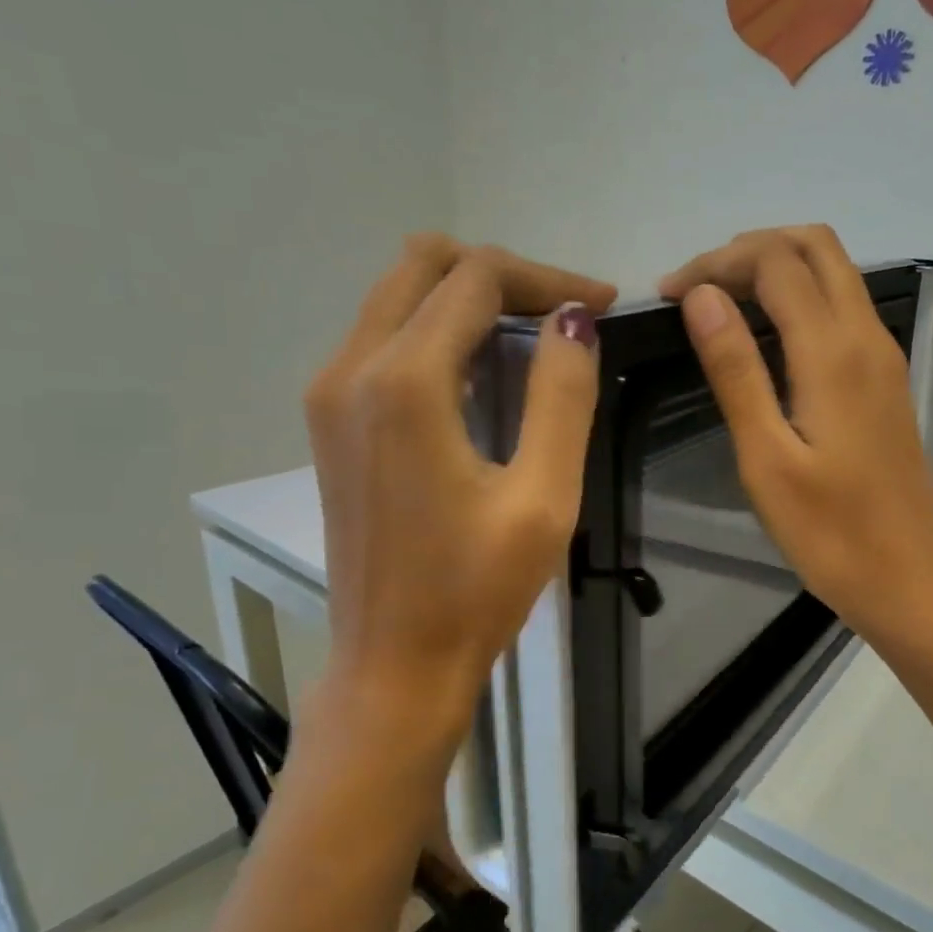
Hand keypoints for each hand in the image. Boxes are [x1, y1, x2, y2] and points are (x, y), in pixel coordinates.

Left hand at [303, 234, 614, 773]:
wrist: (394, 666)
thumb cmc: (476, 591)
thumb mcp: (543, 498)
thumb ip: (562, 395)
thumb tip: (573, 319)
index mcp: (404, 382)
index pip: (476, 278)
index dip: (546, 276)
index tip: (603, 304)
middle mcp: (351, 368)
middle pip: (424, 265)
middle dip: (502, 275)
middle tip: (564, 313)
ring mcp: (330, 393)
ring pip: (398, 295)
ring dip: (468, 298)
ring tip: (534, 337)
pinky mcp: (329, 421)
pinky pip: (382, 336)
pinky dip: (437, 330)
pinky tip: (483, 372)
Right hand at [660, 225, 932, 648]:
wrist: (910, 581)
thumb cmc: (830, 534)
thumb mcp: (766, 458)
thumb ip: (736, 371)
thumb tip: (703, 296)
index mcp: (834, 352)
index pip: (775, 262)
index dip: (717, 262)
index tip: (668, 295)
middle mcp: (866, 337)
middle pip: (816, 246)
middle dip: (750, 249)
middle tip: (697, 288)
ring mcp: (883, 356)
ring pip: (834, 272)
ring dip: (777, 267)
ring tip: (720, 303)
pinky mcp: (885, 380)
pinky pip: (843, 307)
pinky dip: (799, 297)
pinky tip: (765, 335)